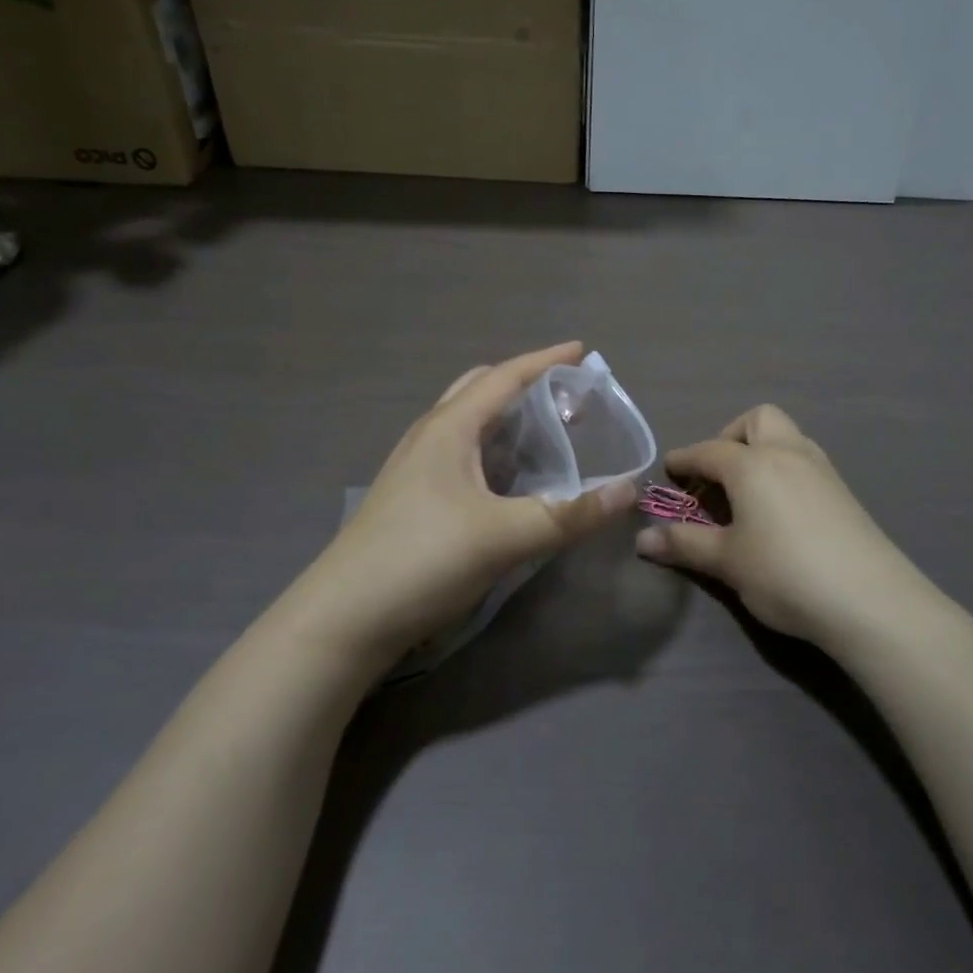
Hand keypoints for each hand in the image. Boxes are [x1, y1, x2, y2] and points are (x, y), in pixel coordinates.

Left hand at [296, 342, 637, 672]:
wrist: (343, 620)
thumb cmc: (423, 560)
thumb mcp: (505, 537)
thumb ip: (570, 514)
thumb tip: (629, 491)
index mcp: (449, 428)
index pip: (505, 377)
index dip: (546, 361)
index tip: (582, 352)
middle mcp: (429, 437)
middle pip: (481, 391)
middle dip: (526, 386)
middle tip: (567, 401)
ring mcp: (415, 468)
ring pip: (468, 424)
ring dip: (508, 418)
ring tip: (546, 434)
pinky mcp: (412, 499)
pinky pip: (461, 455)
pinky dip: (493, 451)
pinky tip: (509, 480)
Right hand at [634, 405, 934, 650]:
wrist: (871, 600)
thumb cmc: (785, 573)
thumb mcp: (727, 561)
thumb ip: (684, 543)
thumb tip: (642, 538)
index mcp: (753, 464)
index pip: (709, 450)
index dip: (684, 459)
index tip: (669, 471)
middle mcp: (788, 453)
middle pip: (757, 420)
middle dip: (731, 437)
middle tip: (717, 476)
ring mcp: (822, 470)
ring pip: (787, 437)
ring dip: (761, 451)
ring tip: (746, 494)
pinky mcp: (844, 492)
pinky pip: (805, 461)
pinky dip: (784, 470)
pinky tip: (780, 511)